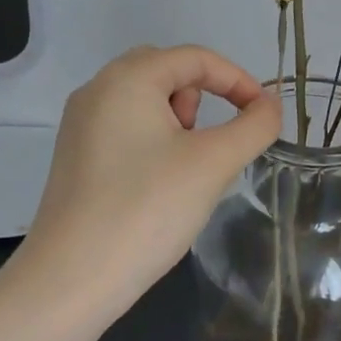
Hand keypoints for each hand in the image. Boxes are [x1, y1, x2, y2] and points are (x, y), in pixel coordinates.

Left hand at [13, 45, 280, 309]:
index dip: (238, 80)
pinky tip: (158, 185)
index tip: (264, 116)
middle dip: (203, 99)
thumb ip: (254, 125)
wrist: (70, 282)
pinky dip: (155, 140)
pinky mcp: (76, 156)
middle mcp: (98, 89)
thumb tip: (270, 105)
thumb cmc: (147, 209)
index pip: (196, 58)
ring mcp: (81, 123)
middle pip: (168, 71)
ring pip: (147, 100)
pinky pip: (127, 126)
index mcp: (127, 78)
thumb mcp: (214, 163)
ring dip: (179, 121)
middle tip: (210, 142)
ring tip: (184, 169)